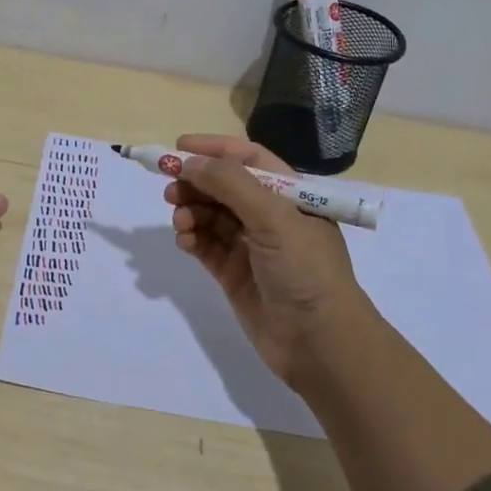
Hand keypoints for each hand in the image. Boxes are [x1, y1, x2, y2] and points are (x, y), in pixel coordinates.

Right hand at [164, 134, 367, 384]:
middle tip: (170, 189)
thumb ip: (230, 184)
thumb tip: (189, 162)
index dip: (215, 149)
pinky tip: (184, 241)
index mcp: (290, 195)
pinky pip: (206, 245)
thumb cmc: (305, 269)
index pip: (248, 159)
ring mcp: (252, 246)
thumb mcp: (273, 217)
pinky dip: (192, 238)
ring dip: (191, 211)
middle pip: (225, 186)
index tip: (179, 148)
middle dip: (197, 183)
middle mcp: (271, 216)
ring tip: (180, 221)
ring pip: (211, 216)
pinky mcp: (235, 274)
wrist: (320, 343)